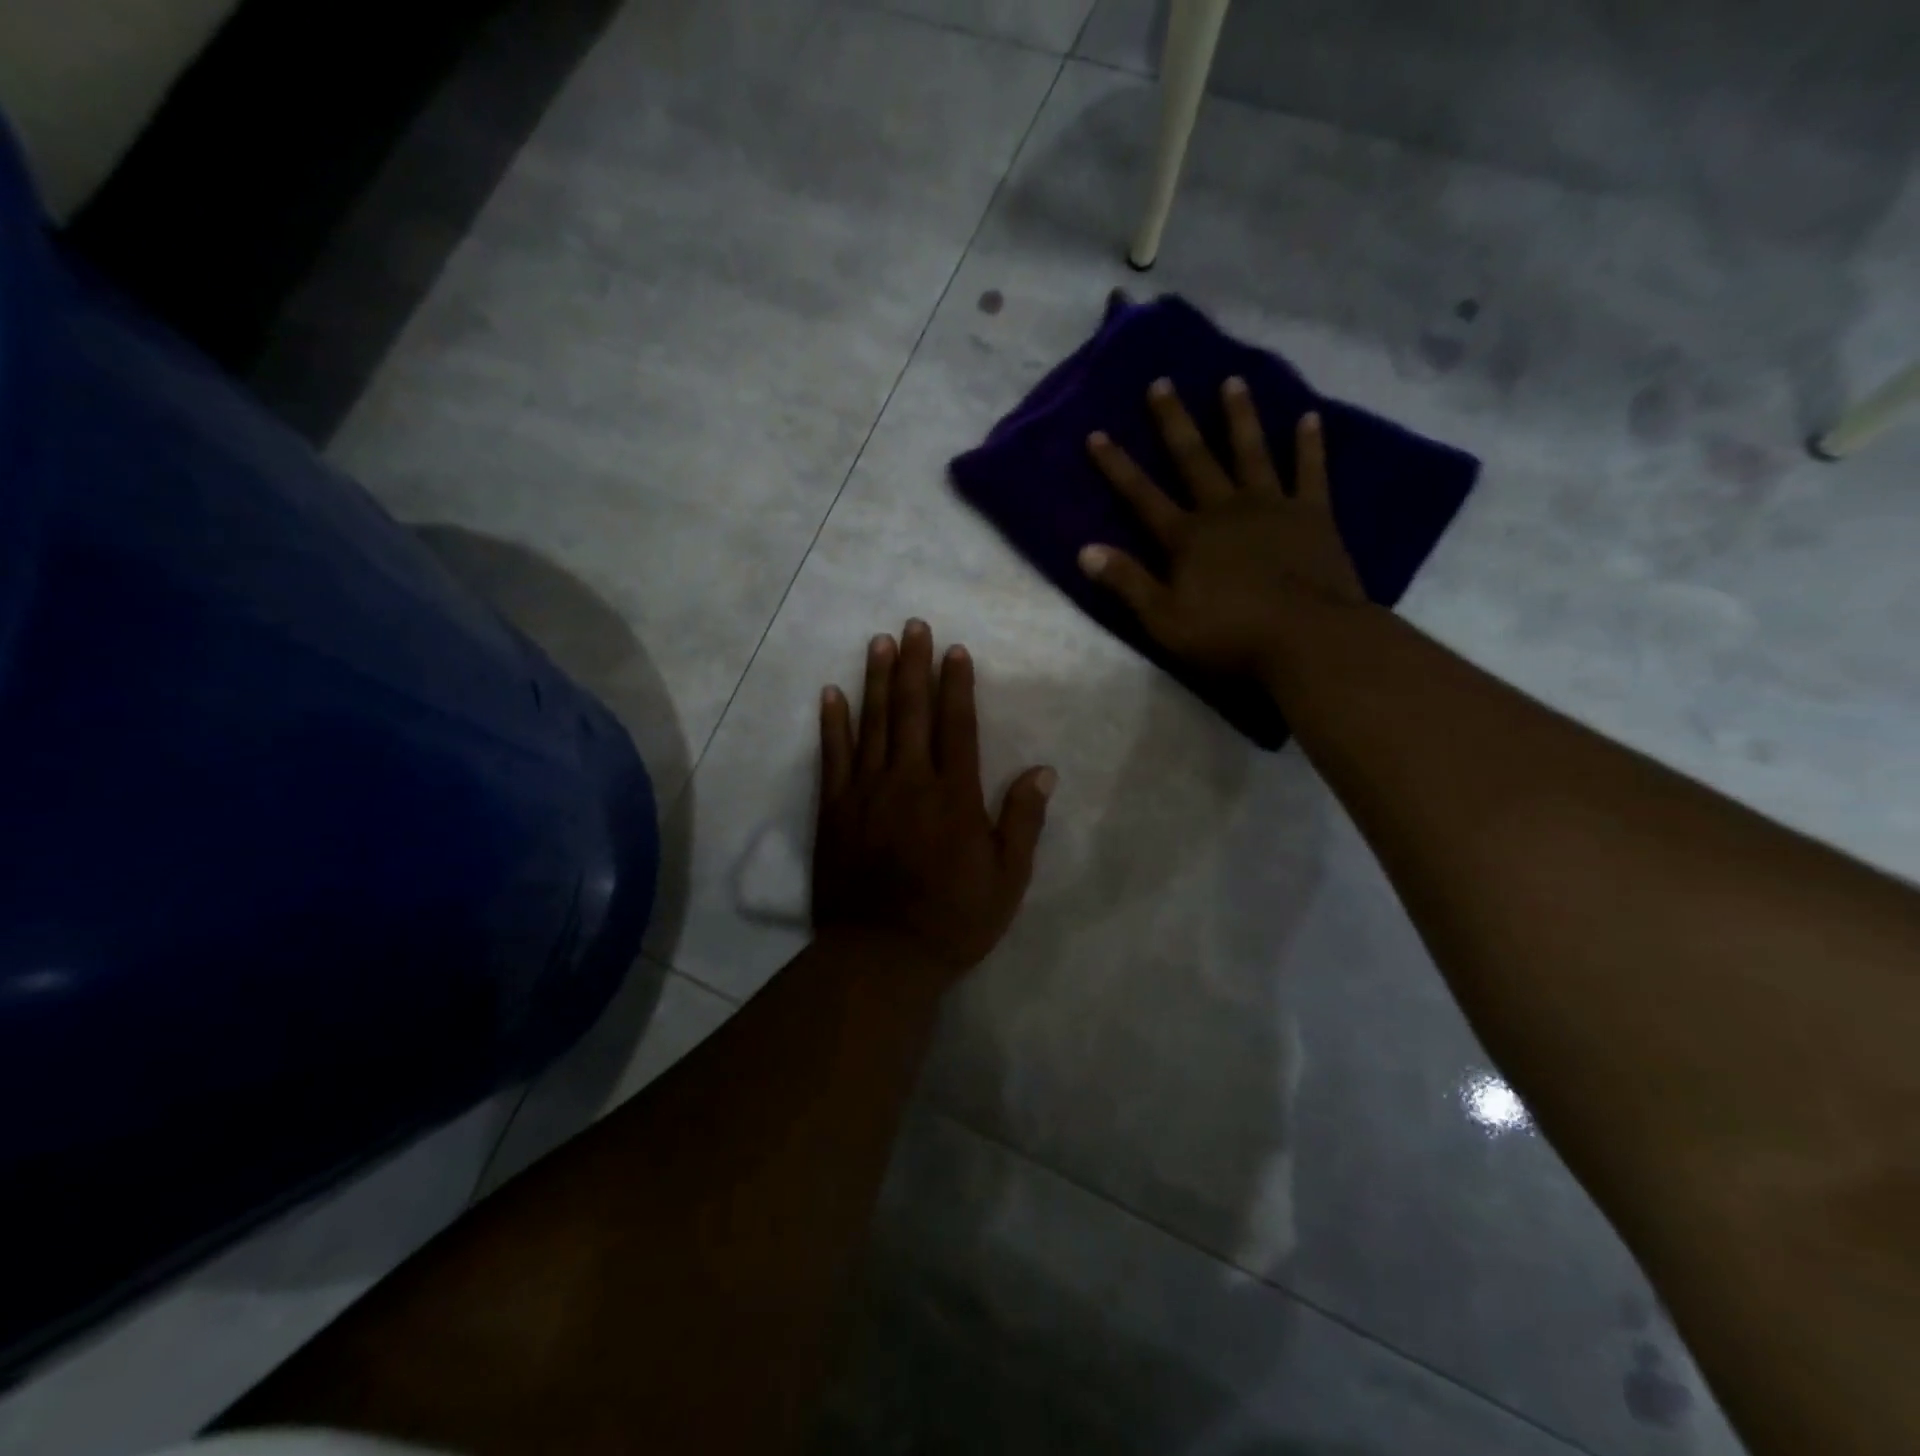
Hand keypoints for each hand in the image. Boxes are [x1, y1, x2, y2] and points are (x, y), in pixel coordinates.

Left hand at [813, 620, 1054, 982]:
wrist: (882, 955)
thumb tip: (1043, 770)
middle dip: (915, 665)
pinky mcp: (834, 808)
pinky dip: (832, 723)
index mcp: (954, 795)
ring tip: (879, 642)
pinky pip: (833, 756)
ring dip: (877, 680)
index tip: (956, 650)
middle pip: (913, 711)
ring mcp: (866, 791)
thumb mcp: (1007, 878)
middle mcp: (910, 781)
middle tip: (913, 625)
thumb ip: (1023, 820)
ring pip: (873, 723)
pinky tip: (831, 693)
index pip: (958, 725)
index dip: (957, 685)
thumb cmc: (954, 919)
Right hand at [1078, 376, 1366, 676]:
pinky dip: (1310, 445)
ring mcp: (1272, 507)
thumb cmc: (1229, 636)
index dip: (1117, 466)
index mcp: (1187, 538)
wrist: (1307, 639)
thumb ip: (1127, 582)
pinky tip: (1310, 417)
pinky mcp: (1313, 516)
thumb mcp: (1164, 620)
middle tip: (1161, 382)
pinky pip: (1311, 472)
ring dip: (1239, 417)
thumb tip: (1084, 551)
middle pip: (1194, 459)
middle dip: (1174, 422)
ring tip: (1232, 381)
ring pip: (1251, 452)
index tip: (1097, 433)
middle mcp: (1225, 510)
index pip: (1142, 496)